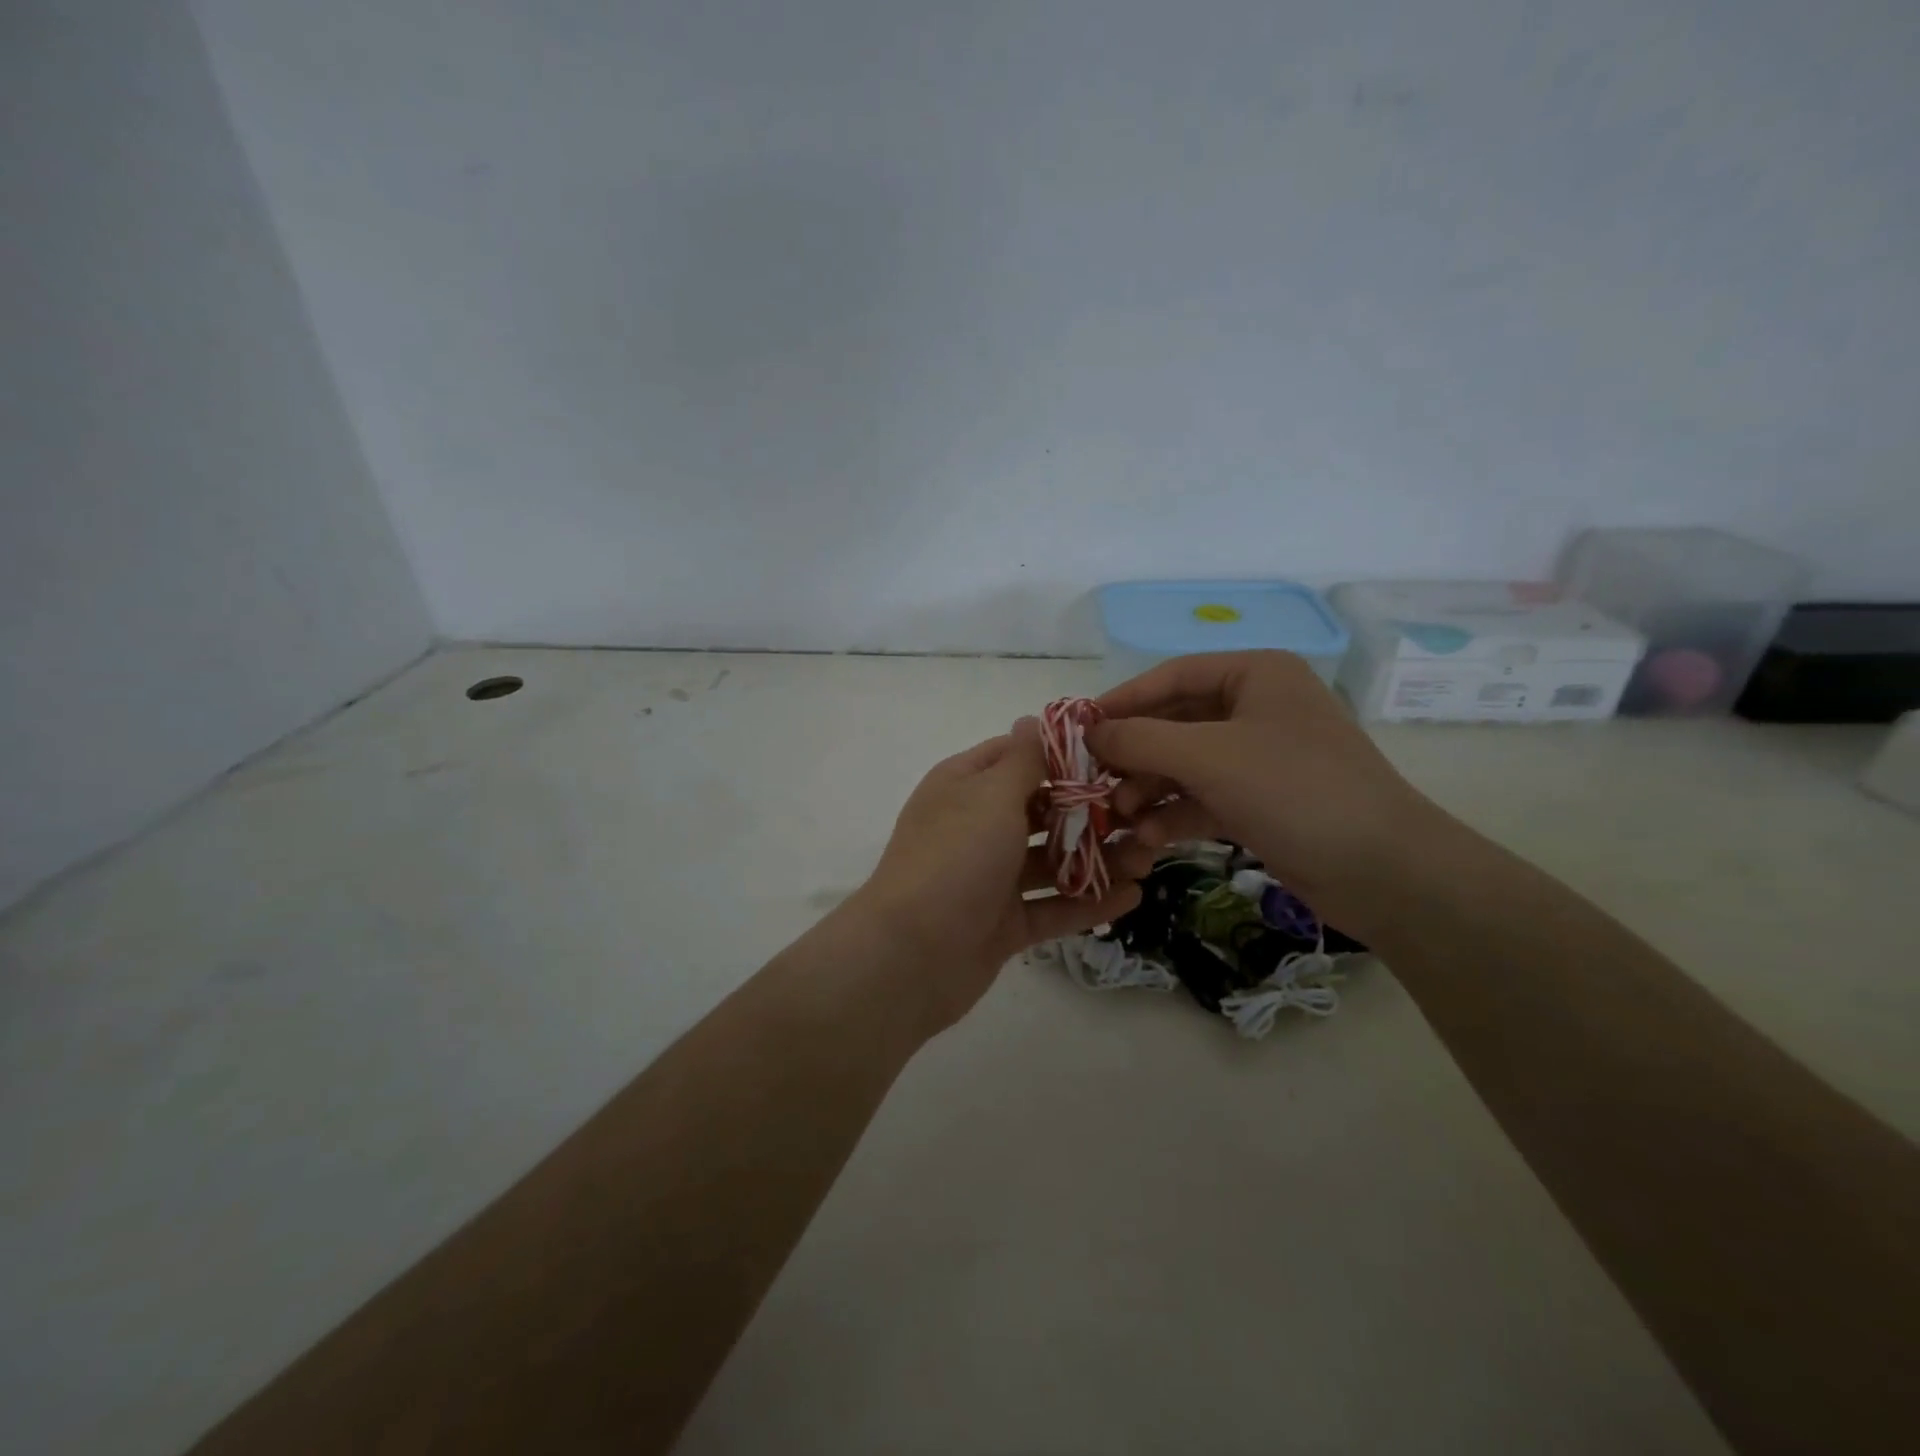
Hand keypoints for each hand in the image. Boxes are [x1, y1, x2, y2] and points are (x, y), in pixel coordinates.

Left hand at [851, 719, 1147, 1033]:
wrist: (911, 956)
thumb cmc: (955, 858)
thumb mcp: (991, 796)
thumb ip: (1023, 760)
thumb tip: (1032, 718)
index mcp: (965, 787)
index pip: (1017, 756)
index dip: (1063, 754)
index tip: (1115, 756)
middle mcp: (977, 827)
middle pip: (1041, 811)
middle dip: (1091, 813)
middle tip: (1143, 816)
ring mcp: (990, 879)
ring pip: (1052, 862)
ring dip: (1097, 859)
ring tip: (1148, 859)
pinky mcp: (1003, 924)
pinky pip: (1052, 907)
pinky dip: (1087, 902)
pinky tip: (1132, 897)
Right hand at [1088, 651, 1452, 935]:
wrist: (1384, 870)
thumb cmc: (1295, 790)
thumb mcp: (1209, 757)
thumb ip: (1141, 740)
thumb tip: (1089, 732)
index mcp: (1254, 674)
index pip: (1170, 677)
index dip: (1121, 702)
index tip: (1077, 731)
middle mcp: (1256, 708)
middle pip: (1173, 724)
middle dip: (1134, 757)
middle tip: (1095, 784)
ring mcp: (1260, 757)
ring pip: (1184, 765)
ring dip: (1149, 790)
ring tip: (1120, 818)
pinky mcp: (1261, 801)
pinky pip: (1203, 797)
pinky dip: (1175, 815)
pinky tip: (1150, 839)